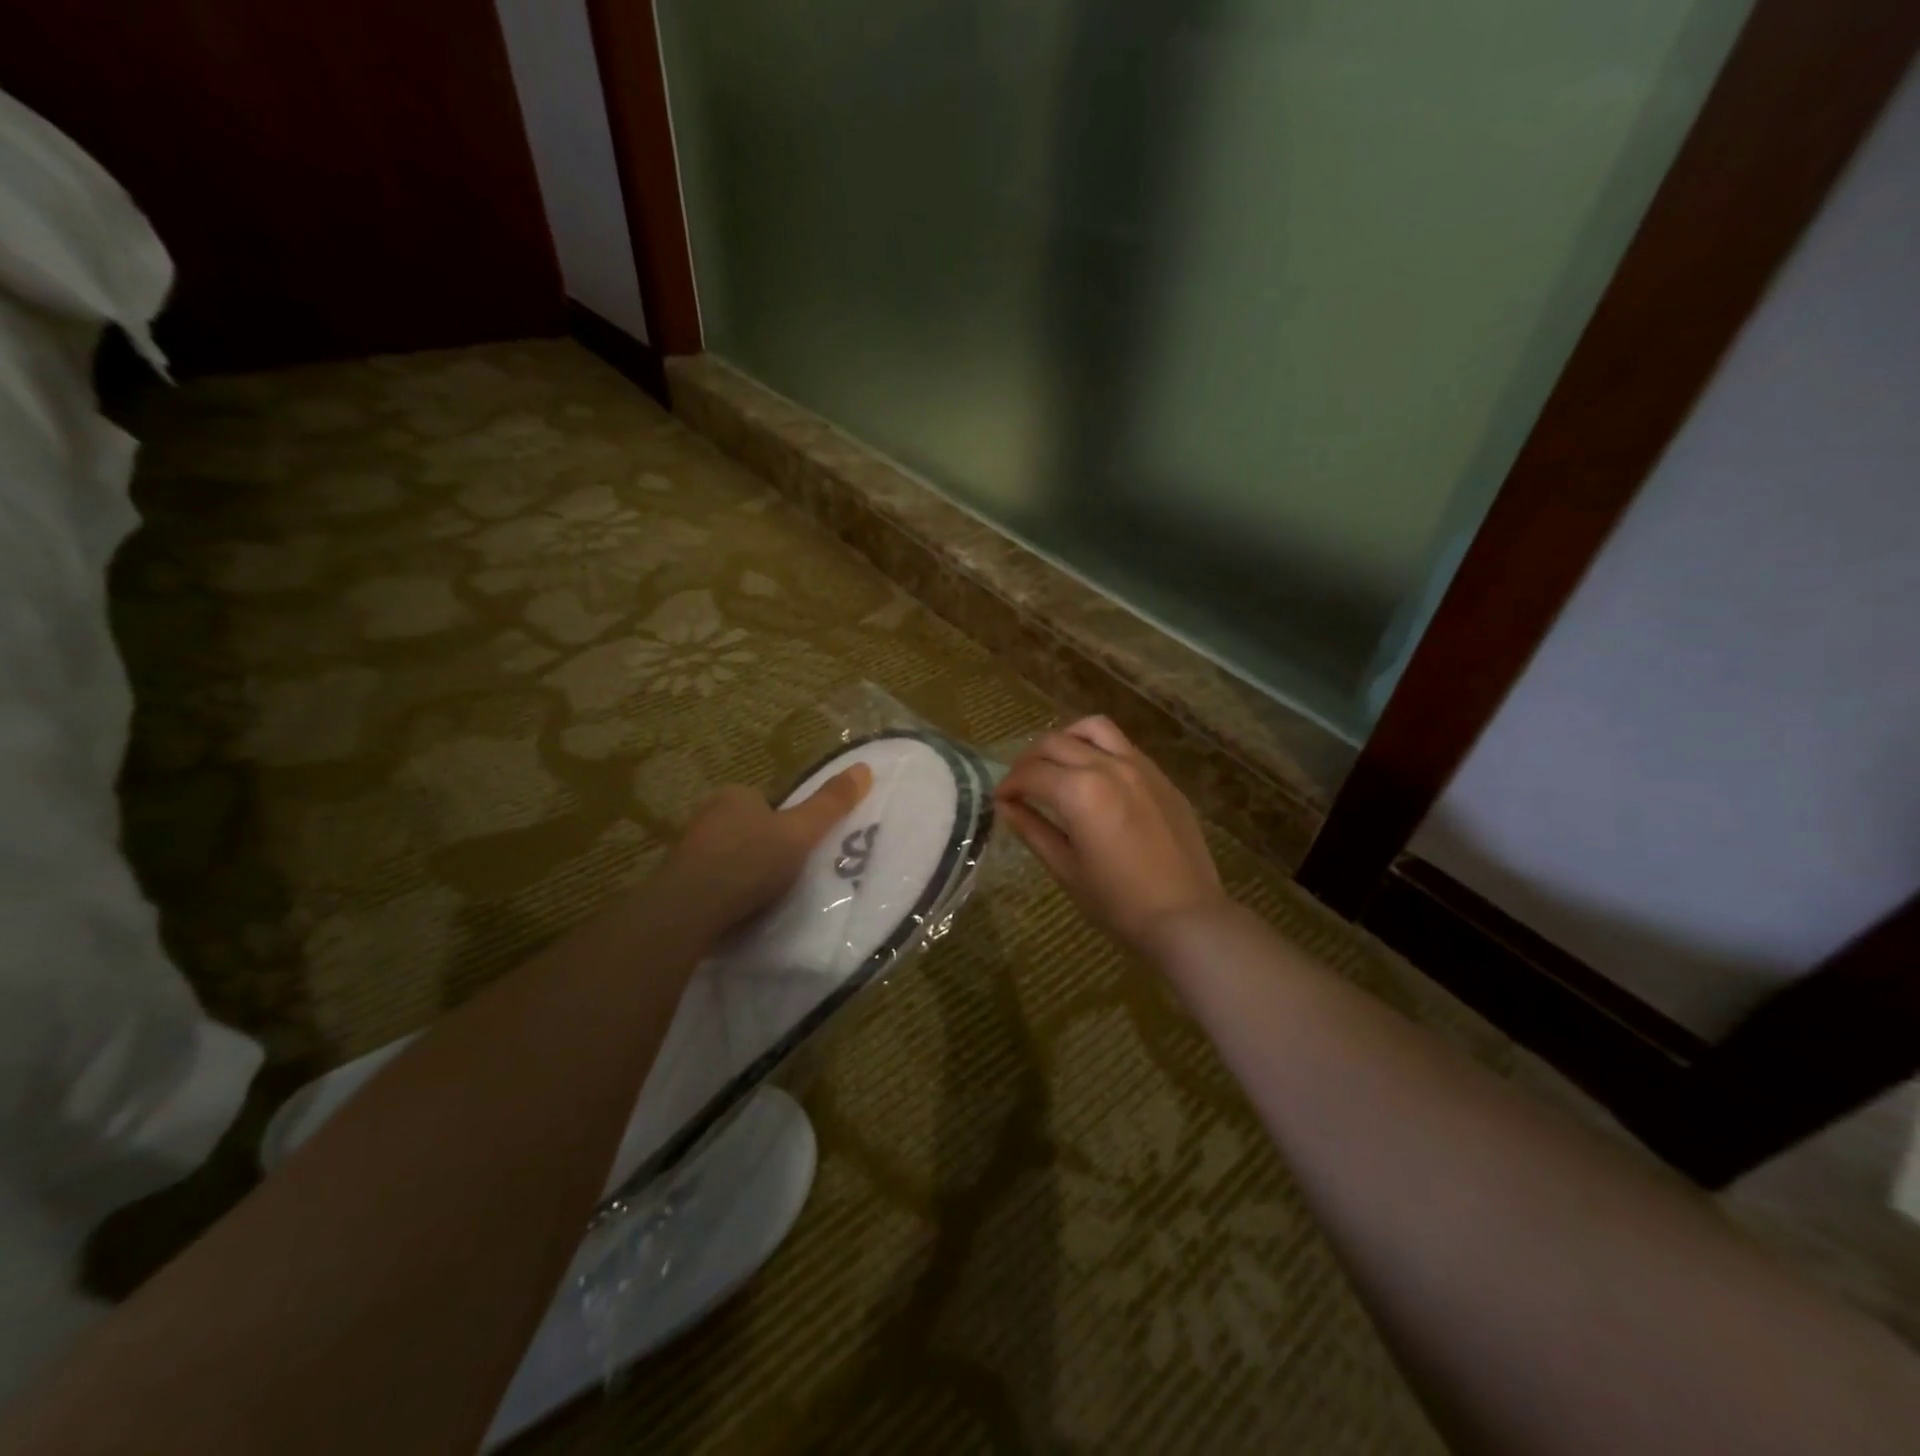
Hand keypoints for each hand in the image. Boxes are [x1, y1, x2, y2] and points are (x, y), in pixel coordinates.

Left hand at [664, 763, 872, 933]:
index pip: (764, 801)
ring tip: (761, 896)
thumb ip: (830, 805)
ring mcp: (687, 849)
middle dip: (761, 847)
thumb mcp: (801, 832)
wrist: (690, 908)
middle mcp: (706, 815)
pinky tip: (736, 910)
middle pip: (744, 827)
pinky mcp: (676, 882)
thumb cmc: (750, 861)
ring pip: (725, 855)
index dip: (783, 822)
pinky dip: (723, 892)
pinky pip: (709, 881)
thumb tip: (865, 767)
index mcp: (734, 796)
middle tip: (783, 874)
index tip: (796, 847)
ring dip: (741, 871)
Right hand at [994, 716, 1227, 955]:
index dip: (1009, 784)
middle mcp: (1108, 766)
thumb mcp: (1066, 869)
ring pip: (1093, 728)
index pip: (1031, 773)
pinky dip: (1097, 748)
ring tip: (1056, 764)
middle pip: (1056, 743)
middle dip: (1029, 760)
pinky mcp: (1160, 776)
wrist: (1185, 915)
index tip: (1000, 799)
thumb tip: (1006, 807)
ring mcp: (1139, 766)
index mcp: (1079, 792)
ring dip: (1065, 739)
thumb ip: (1033, 830)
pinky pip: (1122, 745)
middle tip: (1021, 784)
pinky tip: (1094, 776)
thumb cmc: (1118, 901)